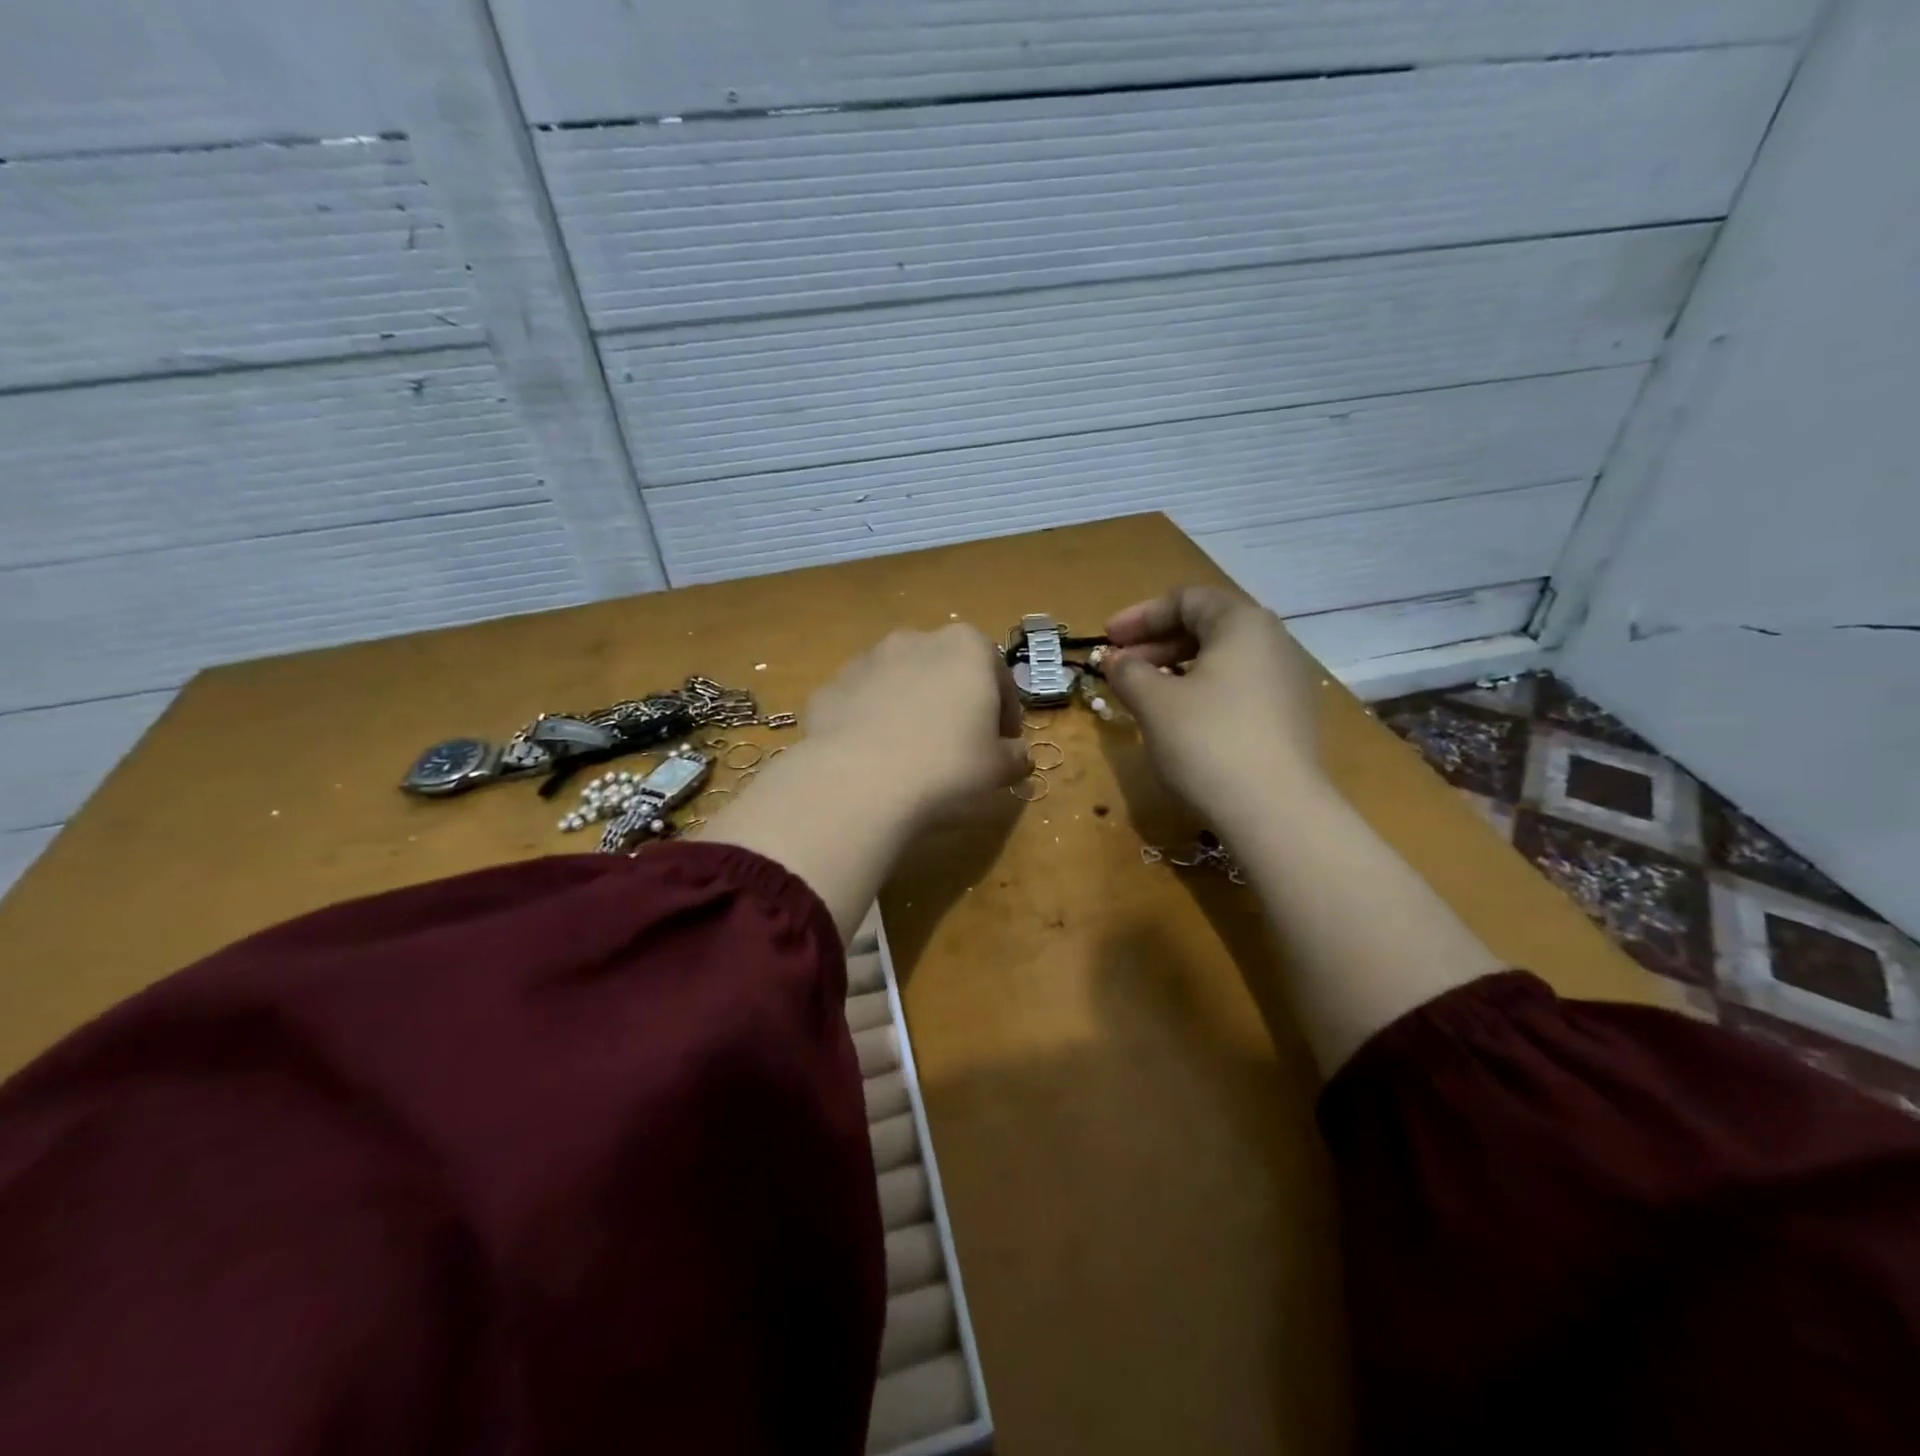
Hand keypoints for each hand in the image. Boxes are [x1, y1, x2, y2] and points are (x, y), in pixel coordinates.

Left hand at [804, 624, 1030, 829]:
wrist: (859, 781)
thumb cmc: (947, 765)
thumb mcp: (999, 767)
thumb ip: (1015, 756)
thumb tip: (1017, 756)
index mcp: (966, 647)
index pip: (999, 677)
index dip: (1006, 714)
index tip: (1004, 745)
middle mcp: (915, 640)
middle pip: (947, 672)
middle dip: (955, 703)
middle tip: (958, 747)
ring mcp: (866, 660)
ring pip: (901, 684)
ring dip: (911, 709)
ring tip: (912, 754)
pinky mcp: (829, 687)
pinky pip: (862, 704)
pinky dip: (871, 723)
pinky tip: (875, 759)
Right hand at [1103, 587, 1325, 829]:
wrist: (1275, 811)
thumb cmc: (1207, 741)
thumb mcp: (1154, 702)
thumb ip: (1128, 671)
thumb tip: (1116, 660)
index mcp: (1242, 623)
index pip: (1186, 600)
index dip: (1139, 616)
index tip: (1107, 639)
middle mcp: (1273, 641)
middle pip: (1206, 626)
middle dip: (1156, 643)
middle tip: (1120, 667)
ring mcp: (1287, 681)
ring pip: (1222, 660)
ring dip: (1176, 668)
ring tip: (1144, 694)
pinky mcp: (1290, 717)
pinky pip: (1238, 688)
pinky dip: (1202, 691)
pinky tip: (1180, 719)